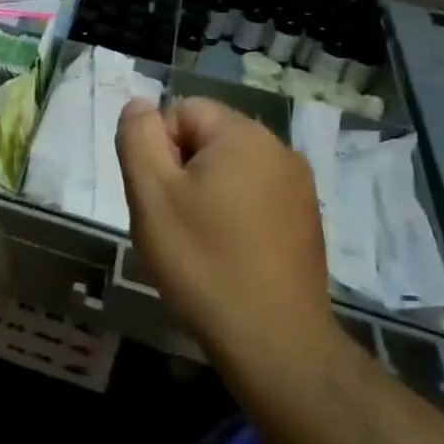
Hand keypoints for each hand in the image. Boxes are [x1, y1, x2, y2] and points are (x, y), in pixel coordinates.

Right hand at [116, 97, 332, 362]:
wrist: (273, 340)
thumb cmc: (202, 260)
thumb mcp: (151, 194)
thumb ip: (138, 138)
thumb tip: (140, 104)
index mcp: (244, 136)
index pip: (183, 110)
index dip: (157, 146)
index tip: (157, 194)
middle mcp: (280, 151)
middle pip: (208, 137)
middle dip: (180, 169)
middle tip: (170, 218)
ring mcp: (299, 188)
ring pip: (229, 169)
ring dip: (204, 192)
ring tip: (196, 239)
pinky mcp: (305, 221)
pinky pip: (254, 196)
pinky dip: (231, 213)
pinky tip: (225, 252)